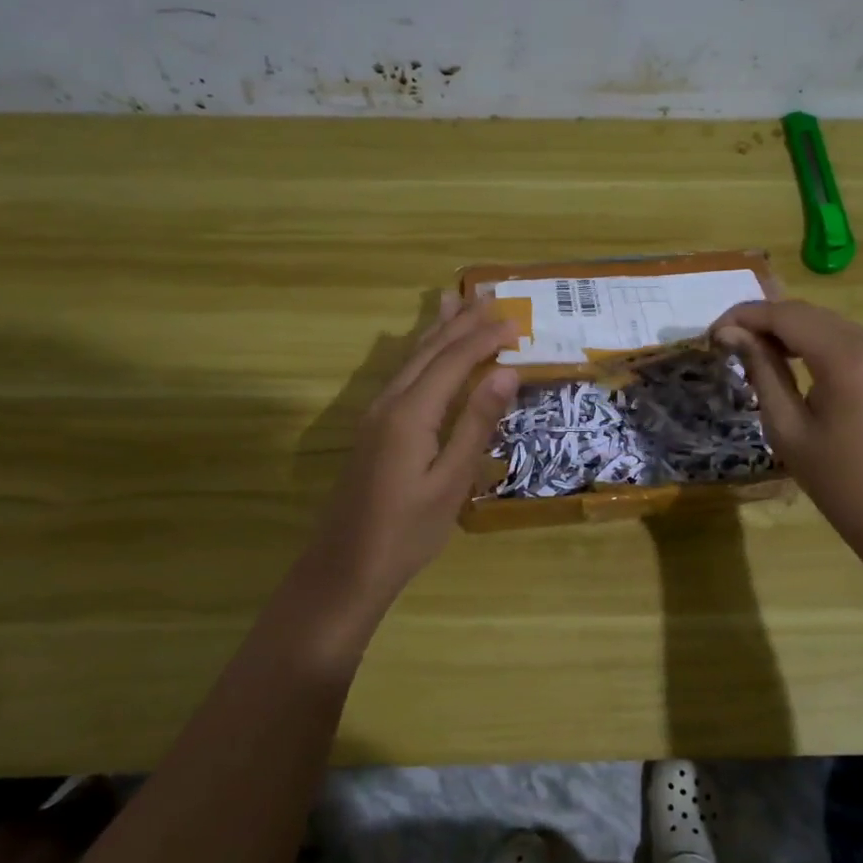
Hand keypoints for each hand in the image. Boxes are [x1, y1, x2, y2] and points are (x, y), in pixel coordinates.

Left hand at [299, 293, 518, 611]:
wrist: (346, 566)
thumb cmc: (407, 531)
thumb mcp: (451, 481)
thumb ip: (476, 423)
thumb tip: (506, 373)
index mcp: (412, 413)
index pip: (453, 361)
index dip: (484, 338)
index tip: (515, 320)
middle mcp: (390, 402)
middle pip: (429, 351)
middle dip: (461, 322)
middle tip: (490, 295)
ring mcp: (376, 414)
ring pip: (411, 359)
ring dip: (438, 331)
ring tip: (454, 302)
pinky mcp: (373, 428)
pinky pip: (402, 376)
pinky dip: (422, 354)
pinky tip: (426, 353)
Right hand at [712, 299, 862, 541]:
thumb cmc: (835, 479)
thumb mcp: (786, 426)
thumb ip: (761, 370)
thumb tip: (731, 333)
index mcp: (847, 358)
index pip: (786, 316)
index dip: (745, 316)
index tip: (712, 333)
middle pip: (807, 313)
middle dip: (763, 320)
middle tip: (725, 340)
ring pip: (825, 322)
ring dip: (786, 329)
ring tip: (748, 350)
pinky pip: (843, 337)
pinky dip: (810, 341)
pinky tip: (786, 358)